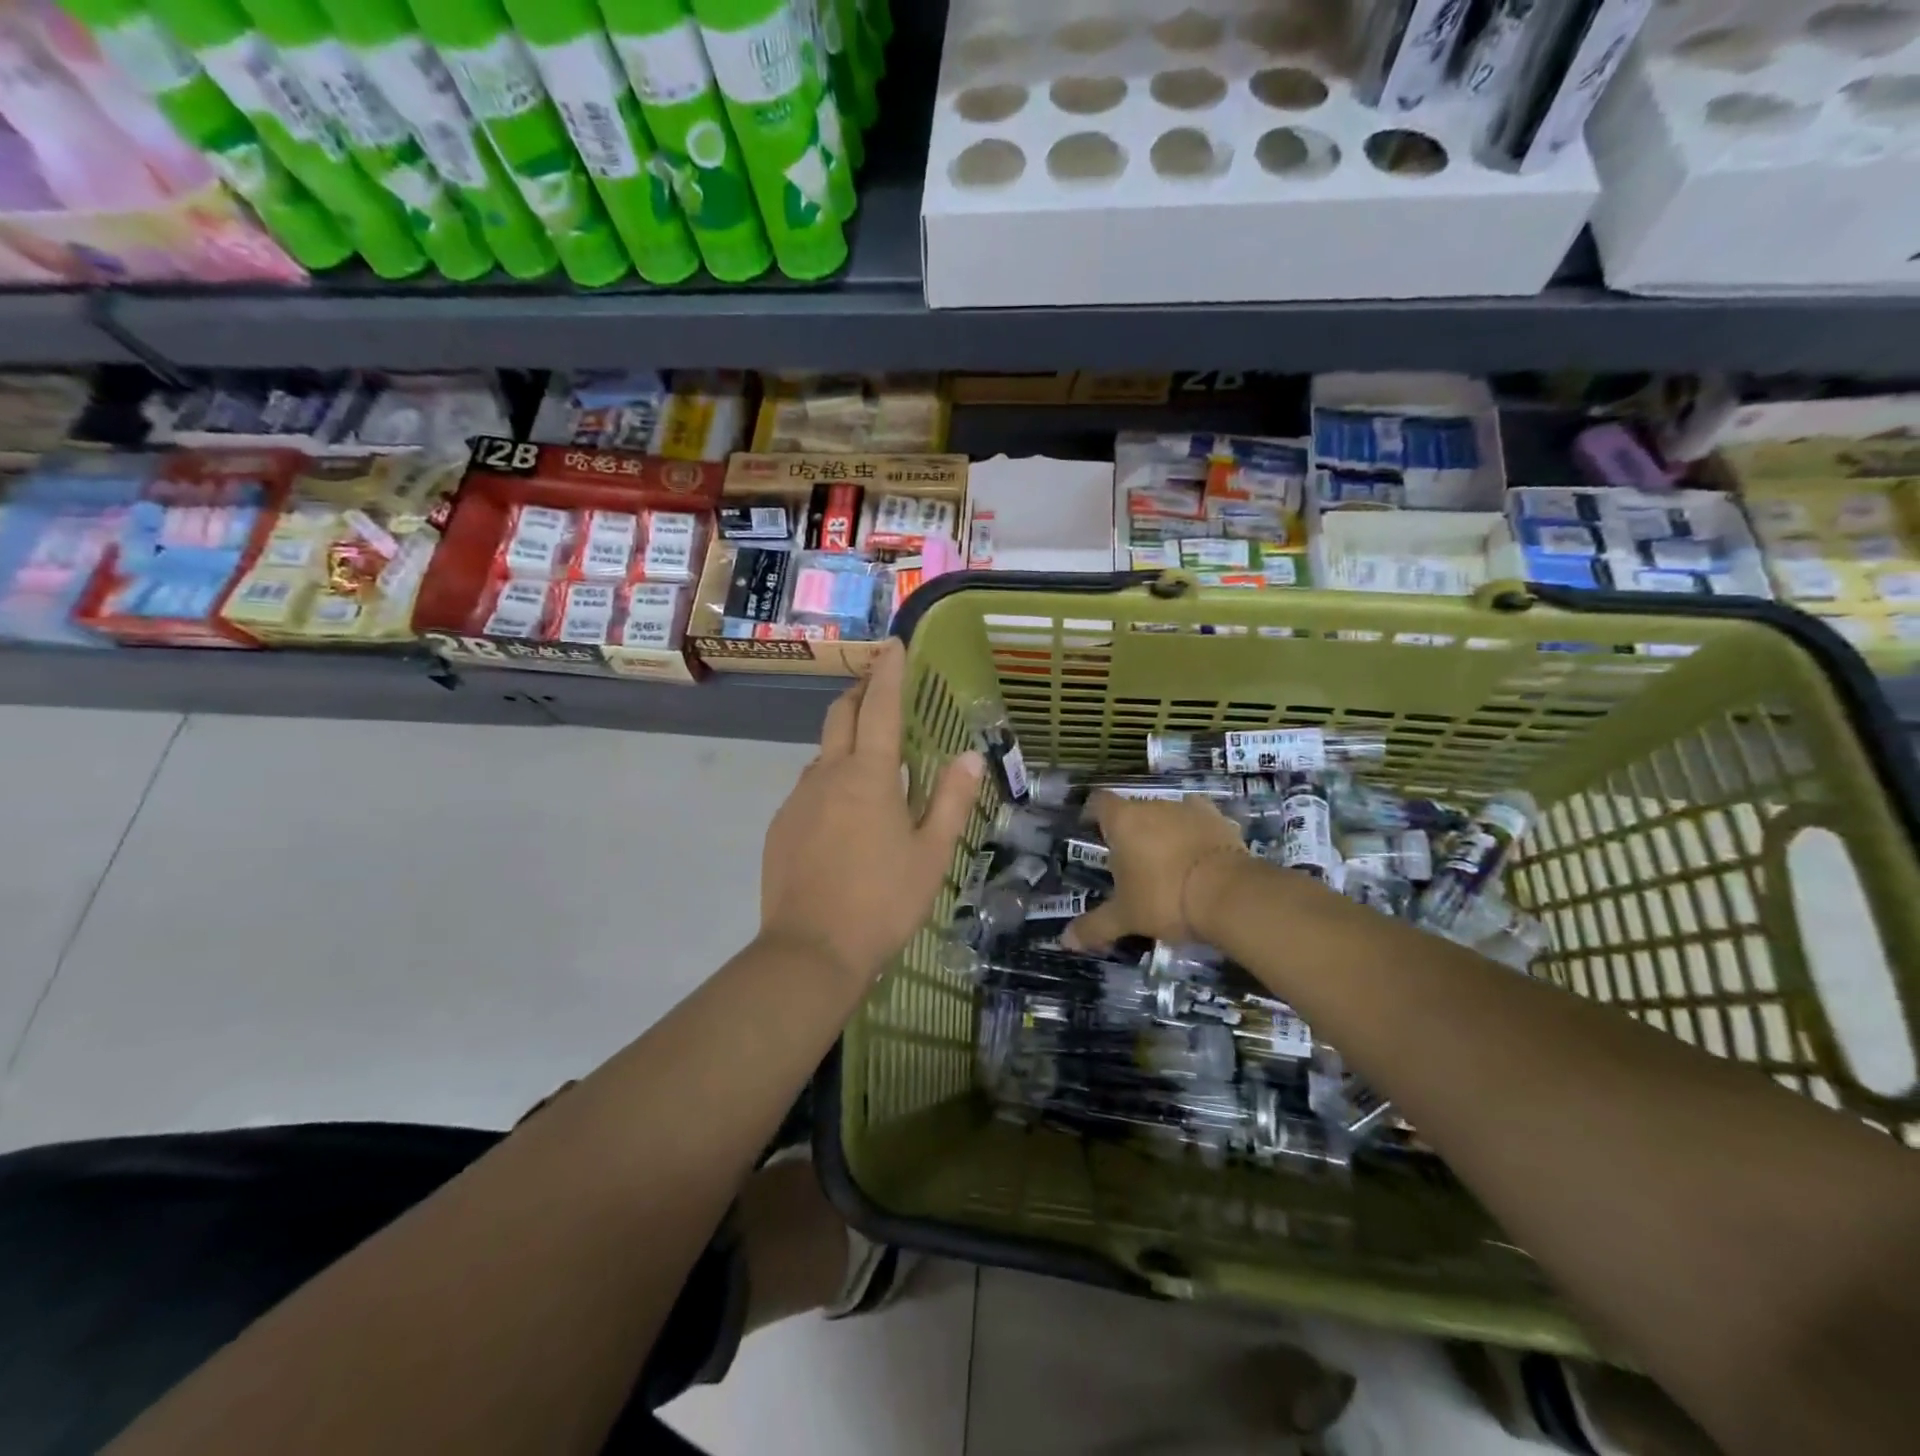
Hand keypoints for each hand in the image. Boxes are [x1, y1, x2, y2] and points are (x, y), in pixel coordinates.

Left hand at [759, 638, 982, 984]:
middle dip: (859, 693)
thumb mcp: (931, 853)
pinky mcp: (781, 826)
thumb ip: (950, 799)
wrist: (811, 950)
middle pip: (840, 715)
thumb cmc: (883, 900)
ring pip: (822, 754)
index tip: (893, 644)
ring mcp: (798, 799)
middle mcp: (827, 774)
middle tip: (879, 688)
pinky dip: (829, 782)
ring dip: (844, 742)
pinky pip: (808, 788)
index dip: (888, 672)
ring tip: (869, 762)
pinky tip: (843, 816)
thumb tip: (970, 755)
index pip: (880, 707)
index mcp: (869, 775)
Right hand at [1061, 791, 1245, 949]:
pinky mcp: (1220, 820)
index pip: (1098, 802)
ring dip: (1163, 832)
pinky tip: (1198, 857)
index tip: (1091, 831)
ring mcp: (1189, 809)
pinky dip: (1195, 835)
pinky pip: (1199, 822)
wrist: (1230, 894)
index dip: (1092, 814)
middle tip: (1130, 863)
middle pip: (1134, 810)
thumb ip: (1095, 926)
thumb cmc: (1165, 899)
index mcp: (1123, 821)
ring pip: (1167, 815)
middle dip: (1131, 831)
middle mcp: (1153, 805)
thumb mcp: (1126, 917)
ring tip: (1166, 863)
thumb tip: (1065, 941)